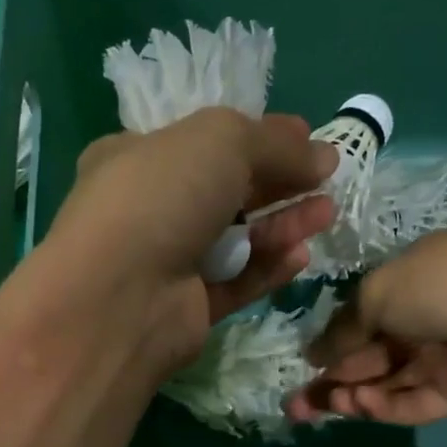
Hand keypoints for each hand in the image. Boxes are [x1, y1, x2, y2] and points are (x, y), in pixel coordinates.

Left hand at [45, 107, 337, 364]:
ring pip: (236, 240)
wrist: (120, 296)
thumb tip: (322, 152)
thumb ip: (275, 143)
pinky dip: (267, 269)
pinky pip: (236, 283)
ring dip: (281, 225)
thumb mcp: (221, 141)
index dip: (257, 138)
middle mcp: (150, 209)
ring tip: (326, 214)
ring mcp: (168, 263)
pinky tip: (300, 256)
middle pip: (226, 192)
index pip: (204, 143)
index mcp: (138, 157)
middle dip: (278, 183)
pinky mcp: (188, 308)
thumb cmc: (161, 196)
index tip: (305, 139)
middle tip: (326, 178)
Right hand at [288, 229, 446, 424]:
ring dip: (349, 396)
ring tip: (310, 409)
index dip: (331, 341)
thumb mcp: (381, 293)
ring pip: (385, 383)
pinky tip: (356, 406)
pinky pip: (411, 403)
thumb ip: (345, 327)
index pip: (362, 317)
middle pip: (369, 355)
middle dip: (330, 377)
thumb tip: (315, 353)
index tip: (304, 362)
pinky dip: (382, 407)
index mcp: (409, 284)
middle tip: (294, 402)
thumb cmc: (446, 286)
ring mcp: (441, 360)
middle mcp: (423, 321)